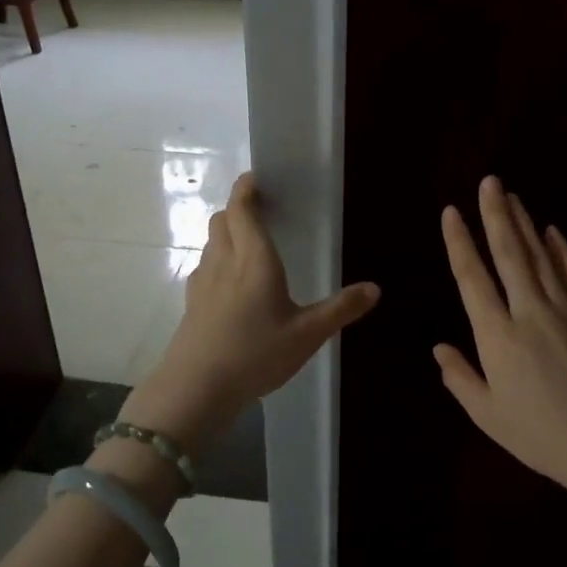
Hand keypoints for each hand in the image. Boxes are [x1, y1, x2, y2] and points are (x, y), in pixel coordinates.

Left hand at [122, 172, 380, 451]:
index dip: (247, 188)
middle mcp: (224, 260)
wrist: (195, 388)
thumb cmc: (255, 354)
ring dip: (227, 232)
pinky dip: (218, 260)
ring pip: (211, 242)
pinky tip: (231, 283)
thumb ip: (340, 309)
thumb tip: (375, 288)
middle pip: (222, 219)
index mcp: (254, 259)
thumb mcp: (307, 335)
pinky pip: (205, 266)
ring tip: (249, 243)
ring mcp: (203, 281)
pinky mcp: (192, 302)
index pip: (242, 208)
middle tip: (261, 210)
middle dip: (238, 208)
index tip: (257, 178)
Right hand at [434, 175, 566, 497]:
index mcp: (497, 336)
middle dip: (496, 215)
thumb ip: (461, 377)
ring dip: (525, 224)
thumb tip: (439, 348)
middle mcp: (529, 313)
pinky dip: (563, 251)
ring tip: (513, 196)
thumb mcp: (488, 415)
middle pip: (510, 255)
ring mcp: (566, 312)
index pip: (472, 278)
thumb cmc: (540, 435)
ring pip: (542, 258)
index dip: (459, 242)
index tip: (451, 212)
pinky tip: (553, 232)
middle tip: (490, 182)